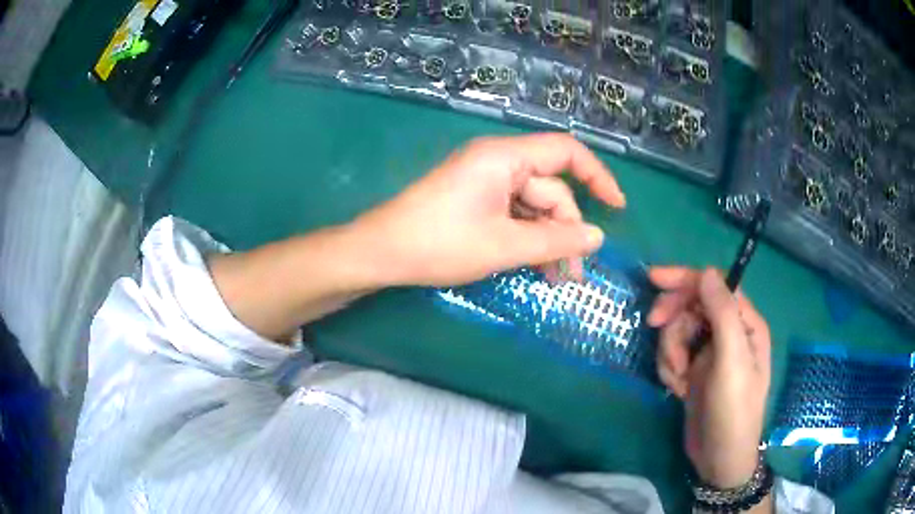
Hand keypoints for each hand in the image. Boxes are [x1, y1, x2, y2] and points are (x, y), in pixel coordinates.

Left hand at [354, 134, 625, 286]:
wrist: (381, 253)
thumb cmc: (440, 244)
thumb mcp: (504, 246)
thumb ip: (556, 241)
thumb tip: (598, 238)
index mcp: (504, 157)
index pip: (565, 152)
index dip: (597, 176)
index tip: (616, 208)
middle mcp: (497, 162)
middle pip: (550, 189)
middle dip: (566, 230)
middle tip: (572, 274)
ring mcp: (484, 182)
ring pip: (532, 207)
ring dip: (548, 240)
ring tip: (557, 279)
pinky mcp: (475, 200)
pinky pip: (513, 214)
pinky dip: (527, 238)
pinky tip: (535, 267)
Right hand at [647, 267, 770, 488]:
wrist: (718, 459)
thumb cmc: (733, 410)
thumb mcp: (731, 361)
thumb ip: (722, 314)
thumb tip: (706, 272)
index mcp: (745, 324)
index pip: (714, 286)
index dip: (685, 280)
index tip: (653, 279)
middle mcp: (728, 333)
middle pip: (693, 306)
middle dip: (673, 319)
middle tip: (654, 327)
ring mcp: (710, 353)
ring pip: (679, 331)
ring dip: (670, 350)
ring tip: (677, 377)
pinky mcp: (695, 371)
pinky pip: (673, 355)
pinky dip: (669, 368)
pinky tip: (677, 388)